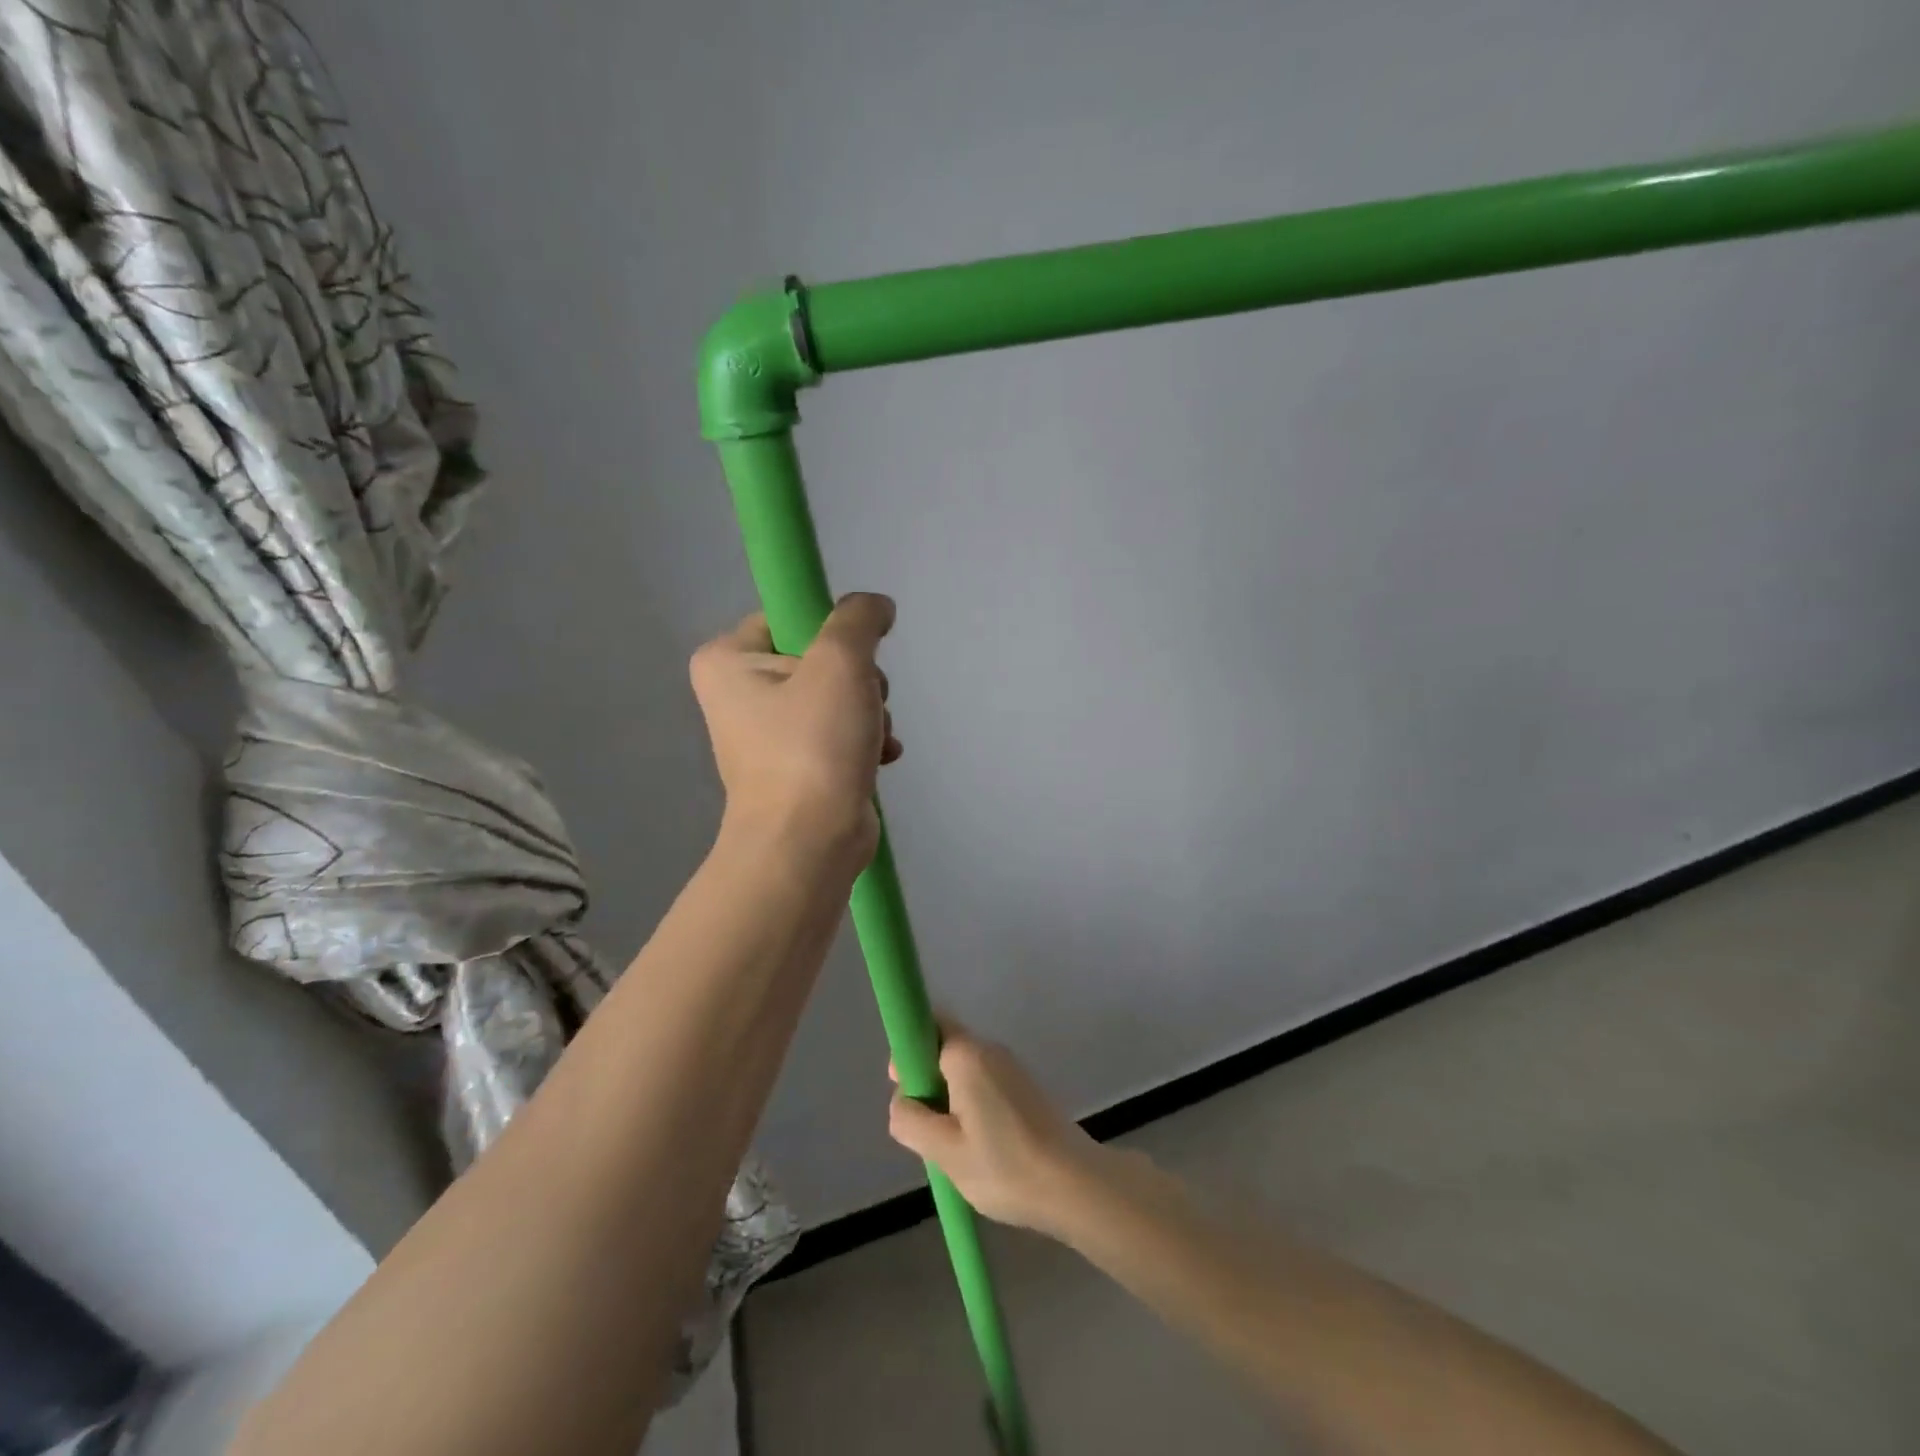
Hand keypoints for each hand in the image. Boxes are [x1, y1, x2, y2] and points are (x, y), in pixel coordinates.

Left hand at [690, 593, 901, 863]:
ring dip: (869, 711)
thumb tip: (875, 605)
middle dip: (859, 680)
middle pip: (819, 658)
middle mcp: (739, 694)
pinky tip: (880, 757)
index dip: (832, 631)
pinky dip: (865, 741)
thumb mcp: (840, 662)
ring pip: (837, 696)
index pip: (788, 616)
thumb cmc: (812, 745)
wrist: (808, 844)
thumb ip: (858, 619)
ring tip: (872, 738)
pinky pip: (839, 733)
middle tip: (865, 703)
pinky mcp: (797, 767)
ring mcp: (768, 734)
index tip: (854, 658)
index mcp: (727, 661)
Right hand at [888, 1021, 1107, 1238]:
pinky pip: (984, 1083)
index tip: (906, 1089)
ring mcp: (1011, 1067)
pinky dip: (971, 1105)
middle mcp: (990, 1049)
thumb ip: (912, 1121)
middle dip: (927, 1080)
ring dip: (949, 1097)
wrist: (1075, 1185)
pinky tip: (978, 1146)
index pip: (929, 1024)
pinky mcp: (1026, 1088)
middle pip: (945, 1048)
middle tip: (926, 1127)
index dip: (909, 1051)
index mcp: (967, 1055)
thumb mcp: (945, 1152)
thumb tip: (900, 1102)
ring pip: (965, 1070)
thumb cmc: (1005, 1166)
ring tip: (951, 1145)